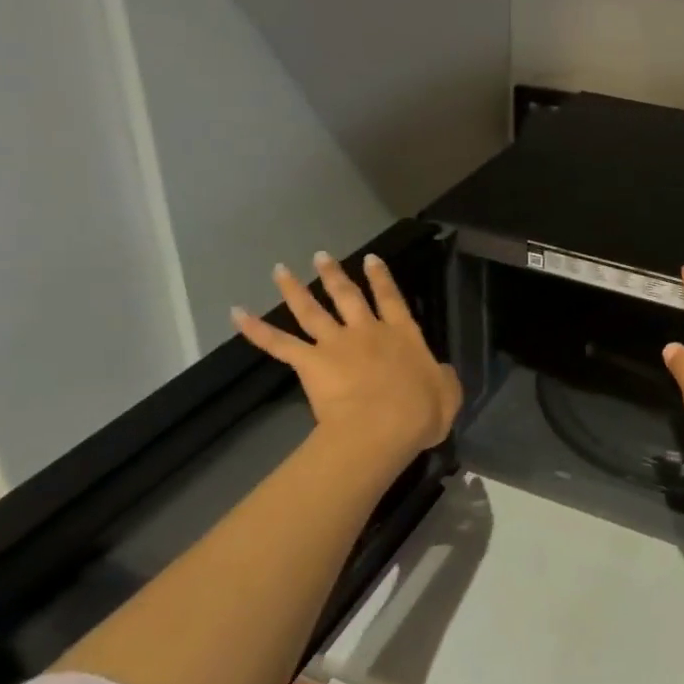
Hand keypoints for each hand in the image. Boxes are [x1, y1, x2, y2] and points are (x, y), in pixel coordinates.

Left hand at [233, 251, 461, 462]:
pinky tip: (236, 314)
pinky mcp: (310, 363)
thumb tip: (440, 373)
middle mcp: (367, 331)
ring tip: (280, 270)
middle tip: (321, 255)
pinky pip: (278, 343)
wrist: (382, 427)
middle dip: (334, 275)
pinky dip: (256, 329)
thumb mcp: (448, 394)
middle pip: (347, 296)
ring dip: (294, 289)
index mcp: (402, 335)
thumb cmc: (419, 413)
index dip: (381, 278)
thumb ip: (443, 378)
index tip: (370, 259)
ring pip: (311, 310)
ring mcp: (336, 344)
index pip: (391, 298)